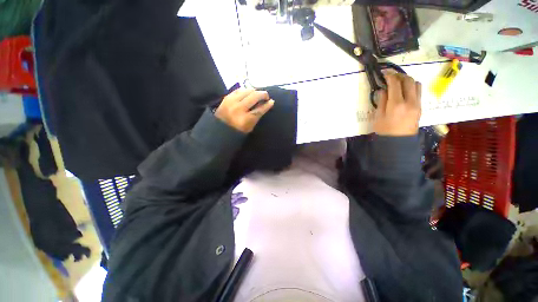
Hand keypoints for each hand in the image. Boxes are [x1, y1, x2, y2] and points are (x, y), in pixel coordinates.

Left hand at [215, 88, 274, 132]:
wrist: (218, 130)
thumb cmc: (237, 131)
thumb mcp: (249, 127)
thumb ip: (257, 116)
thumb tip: (266, 104)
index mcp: (245, 119)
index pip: (260, 109)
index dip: (267, 105)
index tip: (272, 101)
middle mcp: (239, 109)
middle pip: (254, 96)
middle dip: (263, 94)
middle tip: (266, 96)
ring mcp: (231, 102)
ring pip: (247, 90)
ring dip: (255, 91)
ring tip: (258, 94)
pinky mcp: (226, 98)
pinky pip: (239, 89)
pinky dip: (245, 90)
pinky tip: (248, 92)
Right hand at [374, 72, 421, 135]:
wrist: (398, 142)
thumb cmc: (384, 131)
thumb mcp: (378, 117)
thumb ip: (381, 101)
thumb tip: (383, 90)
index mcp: (396, 104)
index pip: (395, 84)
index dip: (390, 76)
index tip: (384, 73)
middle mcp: (410, 101)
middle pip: (408, 80)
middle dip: (399, 75)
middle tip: (391, 76)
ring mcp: (417, 104)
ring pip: (416, 84)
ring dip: (407, 80)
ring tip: (399, 83)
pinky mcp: (420, 107)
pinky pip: (418, 91)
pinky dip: (412, 87)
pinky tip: (404, 91)